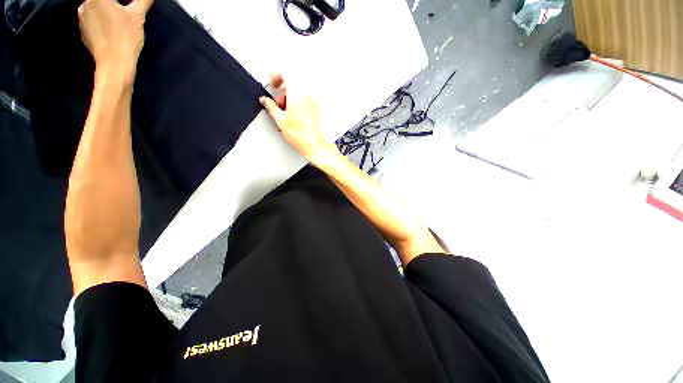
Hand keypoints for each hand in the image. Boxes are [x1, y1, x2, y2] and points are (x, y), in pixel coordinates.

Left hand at [78, 0, 152, 81]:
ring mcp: (81, 18)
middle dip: (112, 4)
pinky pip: (92, 20)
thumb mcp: (138, 16)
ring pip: (94, 8)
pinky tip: (110, 29)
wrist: (114, 64)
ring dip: (105, 10)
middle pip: (99, 1)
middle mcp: (85, 4)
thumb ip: (143, 1)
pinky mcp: (83, 31)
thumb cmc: (125, 38)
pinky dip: (100, 21)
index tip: (125, 6)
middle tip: (123, 11)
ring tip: (117, 20)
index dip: (119, 3)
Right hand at [259, 73, 335, 164]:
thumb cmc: (301, 136)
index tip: (273, 83)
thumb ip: (271, 107)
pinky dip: (298, 101)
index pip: (287, 73)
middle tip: (279, 103)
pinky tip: (295, 114)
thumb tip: (264, 100)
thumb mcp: (281, 121)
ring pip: (300, 90)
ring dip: (291, 96)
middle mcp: (308, 95)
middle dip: (283, 90)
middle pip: (293, 82)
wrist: (315, 145)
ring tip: (287, 112)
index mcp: (297, 95)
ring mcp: (314, 101)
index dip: (277, 75)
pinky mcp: (317, 107)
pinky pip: (306, 97)